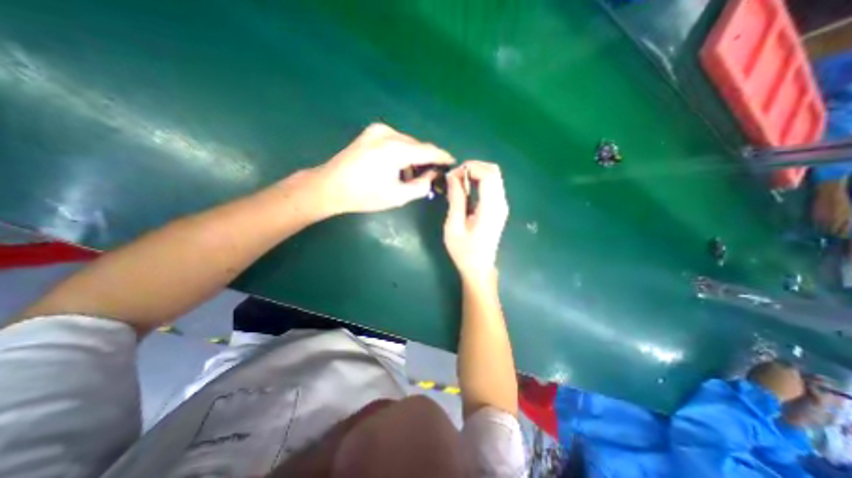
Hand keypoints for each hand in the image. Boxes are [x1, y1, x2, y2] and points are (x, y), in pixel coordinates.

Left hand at [303, 122, 455, 216]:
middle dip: (427, 160)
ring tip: (412, 177)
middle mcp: (388, 133)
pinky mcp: (371, 133)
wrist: (330, 186)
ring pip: (407, 143)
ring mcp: (378, 130)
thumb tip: (433, 175)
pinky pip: (395, 141)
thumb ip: (421, 185)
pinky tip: (398, 168)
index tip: (453, 163)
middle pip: (417, 146)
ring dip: (413, 158)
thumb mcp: (397, 196)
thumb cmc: (364, 195)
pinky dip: (402, 154)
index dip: (442, 157)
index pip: (428, 150)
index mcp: (395, 149)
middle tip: (431, 176)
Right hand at [442, 160, 507, 279]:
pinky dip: (479, 181)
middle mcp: (501, 203)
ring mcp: (502, 205)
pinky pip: (492, 186)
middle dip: (473, 167)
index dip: (470, 168)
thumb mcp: (454, 226)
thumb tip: (453, 176)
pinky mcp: (498, 208)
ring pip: (494, 176)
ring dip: (476, 173)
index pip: (488, 175)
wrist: (478, 268)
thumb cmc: (464, 251)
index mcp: (491, 208)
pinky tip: (466, 190)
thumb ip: (456, 199)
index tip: (452, 175)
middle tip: (454, 177)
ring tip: (458, 183)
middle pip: (493, 171)